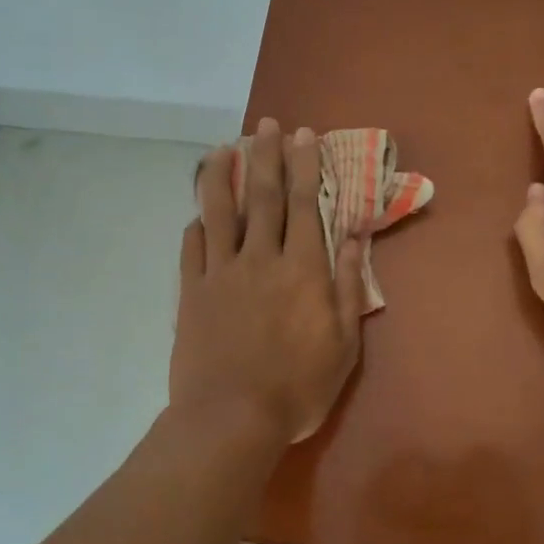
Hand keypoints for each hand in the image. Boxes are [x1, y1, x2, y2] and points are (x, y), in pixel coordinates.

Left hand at [171, 119, 365, 443]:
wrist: (231, 418)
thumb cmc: (297, 388)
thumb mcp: (343, 345)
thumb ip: (347, 287)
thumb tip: (351, 238)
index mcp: (302, 270)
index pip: (304, 204)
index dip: (304, 166)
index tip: (303, 135)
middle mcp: (260, 259)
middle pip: (261, 196)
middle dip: (265, 156)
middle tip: (266, 124)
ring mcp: (220, 274)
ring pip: (219, 213)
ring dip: (221, 176)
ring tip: (223, 148)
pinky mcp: (191, 293)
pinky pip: (192, 249)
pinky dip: (196, 226)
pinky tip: (198, 214)